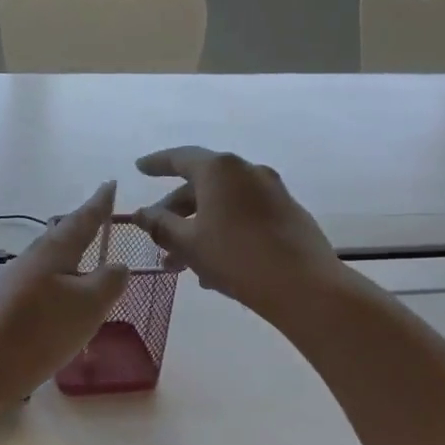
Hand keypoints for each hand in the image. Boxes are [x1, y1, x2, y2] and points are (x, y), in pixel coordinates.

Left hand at [0, 183, 130, 396]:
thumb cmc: (44, 328)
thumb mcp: (90, 303)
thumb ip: (110, 280)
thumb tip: (117, 266)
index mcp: (55, 250)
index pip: (83, 219)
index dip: (99, 203)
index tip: (110, 184)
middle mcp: (34, 258)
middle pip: (62, 235)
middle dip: (82, 226)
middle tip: (99, 218)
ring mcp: (18, 281)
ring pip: (52, 259)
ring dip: (71, 255)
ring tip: (87, 257)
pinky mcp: (11, 305)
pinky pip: (44, 283)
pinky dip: (62, 281)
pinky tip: (66, 297)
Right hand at [131, 147, 342, 327]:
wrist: (304, 286)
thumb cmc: (236, 257)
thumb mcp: (189, 243)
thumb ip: (160, 225)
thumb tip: (140, 214)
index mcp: (220, 170)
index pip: (180, 158)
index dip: (157, 164)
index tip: (139, 168)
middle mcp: (247, 171)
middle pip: (201, 185)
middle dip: (175, 213)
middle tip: (157, 239)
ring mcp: (272, 192)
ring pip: (222, 205)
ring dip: (198, 229)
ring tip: (181, 266)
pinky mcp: (287, 214)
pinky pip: (243, 216)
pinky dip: (222, 233)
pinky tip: (212, 269)